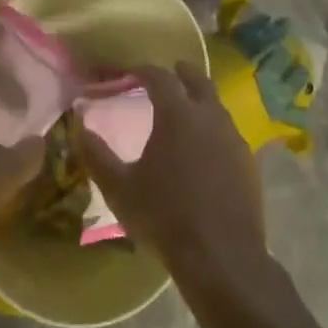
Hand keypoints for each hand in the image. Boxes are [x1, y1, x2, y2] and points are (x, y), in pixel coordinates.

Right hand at [76, 63, 265, 278]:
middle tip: (170, 73)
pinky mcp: (248, 162)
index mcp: (177, 114)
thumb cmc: (165, 217)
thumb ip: (97, 156)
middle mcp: (209, 116)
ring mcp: (233, 138)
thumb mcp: (120, 189)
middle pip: (198, 80)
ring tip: (185, 111)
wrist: (221, 256)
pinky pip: (228, 132)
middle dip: (181, 73)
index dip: (143, 70)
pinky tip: (205, 147)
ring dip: (200, 100)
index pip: (159, 76)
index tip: (131, 72)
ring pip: (216, 105)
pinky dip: (214, 128)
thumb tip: (79, 128)